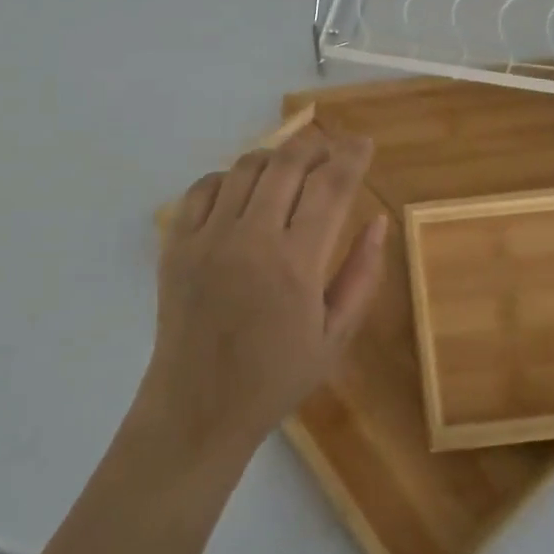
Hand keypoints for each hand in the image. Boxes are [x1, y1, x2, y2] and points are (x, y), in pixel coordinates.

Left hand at [138, 127, 385, 462]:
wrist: (197, 410)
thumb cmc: (276, 377)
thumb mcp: (336, 335)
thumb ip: (362, 274)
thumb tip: (378, 220)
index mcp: (297, 264)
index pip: (331, 186)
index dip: (352, 156)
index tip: (364, 143)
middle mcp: (252, 240)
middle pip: (288, 163)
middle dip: (316, 145)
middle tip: (330, 148)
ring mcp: (208, 238)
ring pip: (246, 167)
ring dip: (276, 157)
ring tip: (291, 169)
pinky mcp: (176, 244)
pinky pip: (204, 187)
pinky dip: (230, 177)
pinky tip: (244, 192)